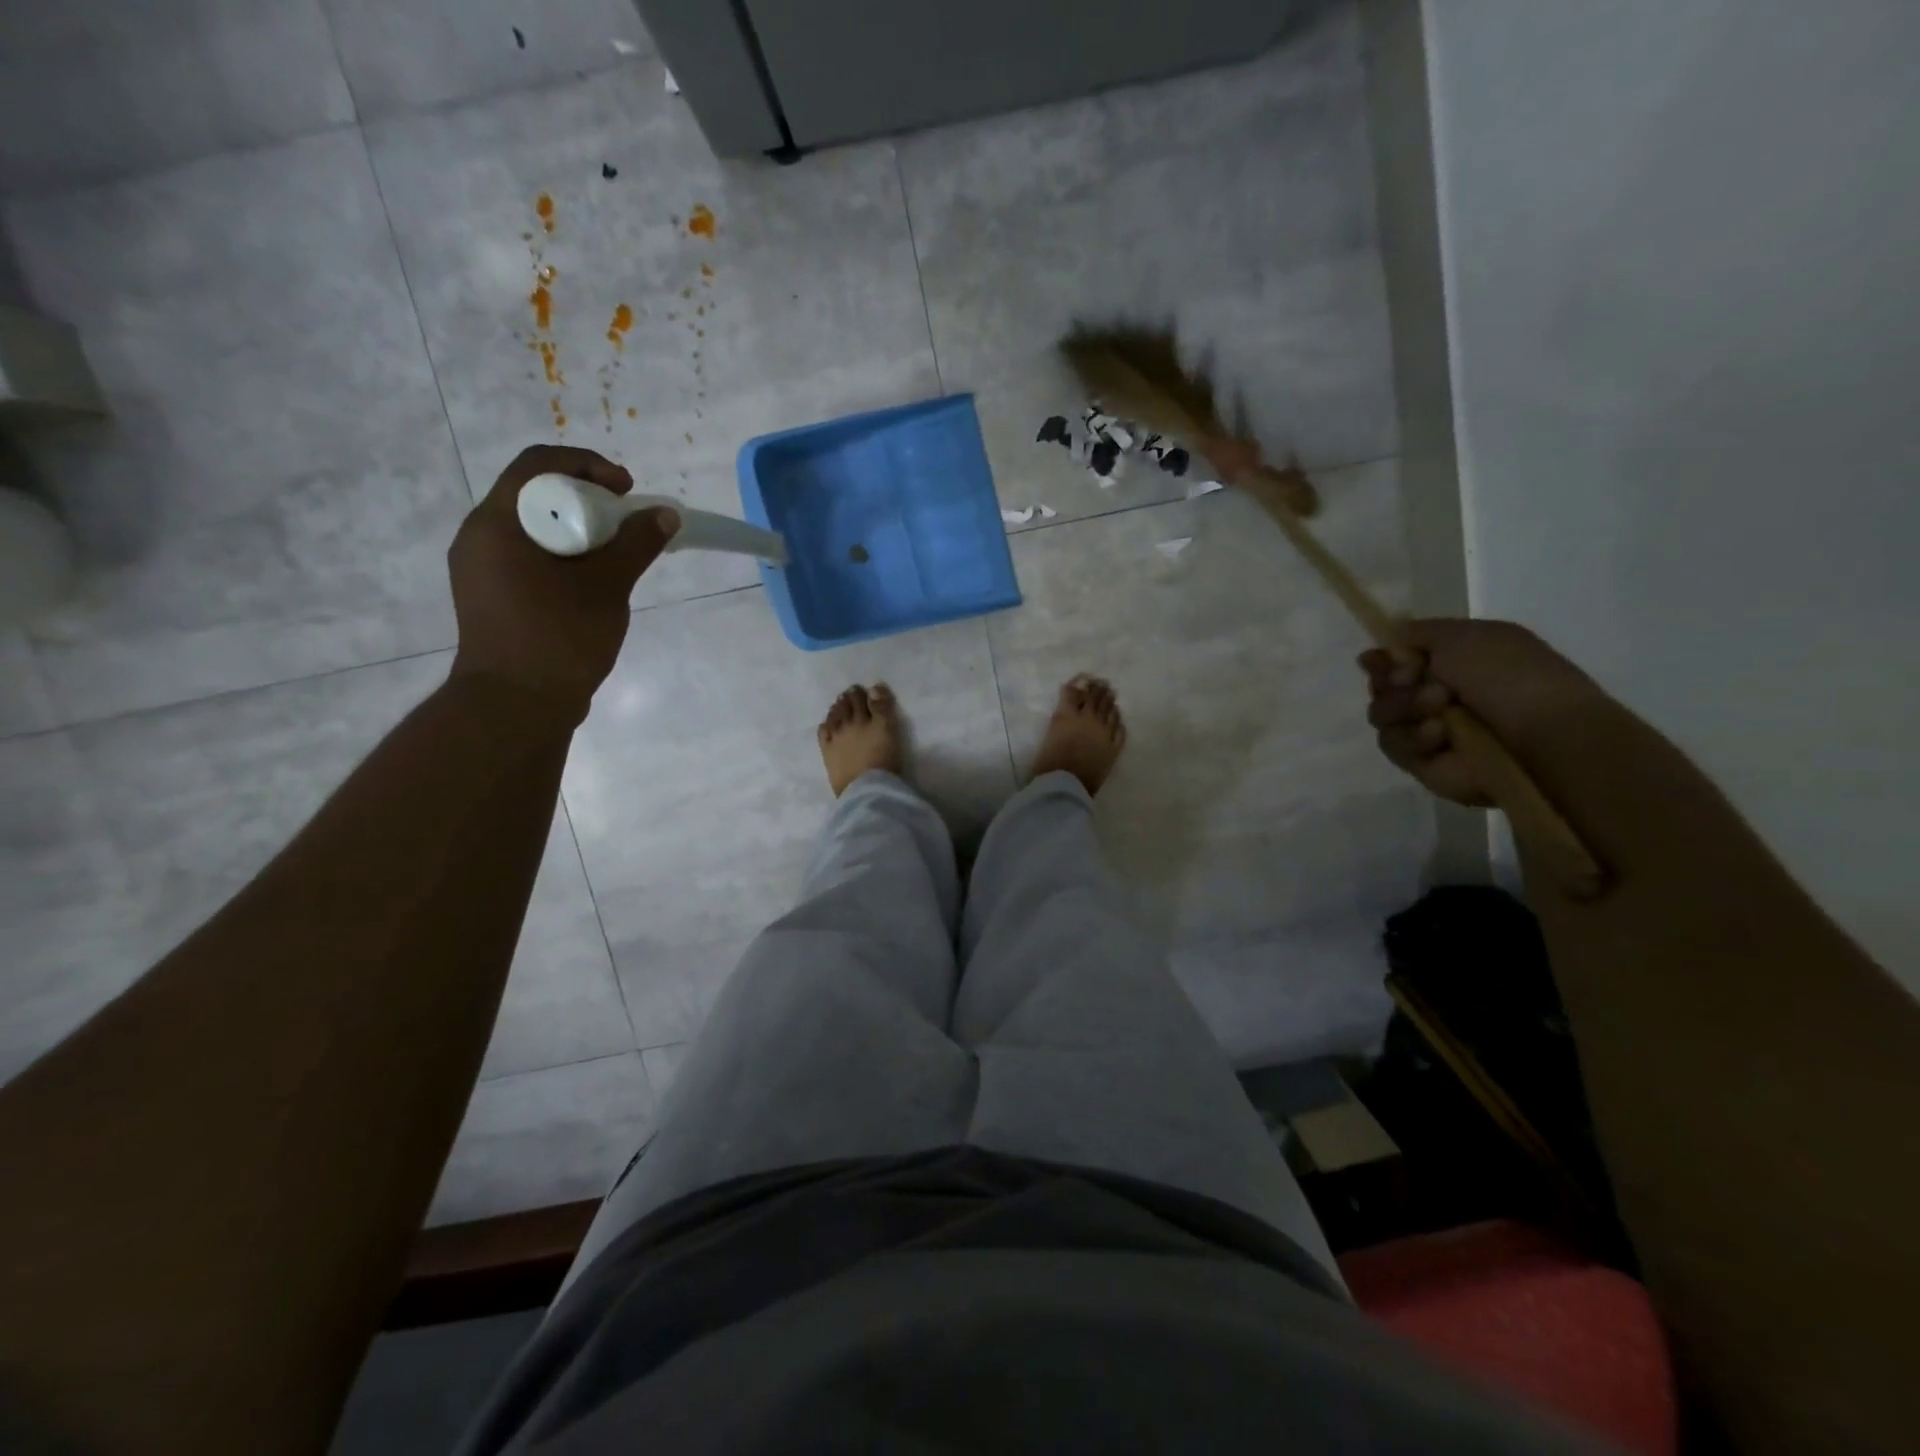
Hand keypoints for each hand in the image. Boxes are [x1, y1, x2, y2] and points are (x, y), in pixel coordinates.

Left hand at [448, 445, 678, 717]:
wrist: (516, 706)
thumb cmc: (559, 638)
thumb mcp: (607, 586)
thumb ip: (636, 544)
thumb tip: (664, 514)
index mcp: (497, 524)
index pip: (537, 465)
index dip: (587, 464)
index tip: (626, 488)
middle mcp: (480, 537)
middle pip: (534, 494)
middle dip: (586, 497)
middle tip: (625, 519)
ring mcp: (481, 569)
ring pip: (533, 527)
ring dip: (577, 528)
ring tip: (615, 551)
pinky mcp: (492, 595)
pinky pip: (529, 556)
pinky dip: (563, 554)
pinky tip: (592, 579)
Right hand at [1361, 619, 1603, 805]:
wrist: (1542, 734)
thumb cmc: (1510, 675)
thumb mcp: (1464, 636)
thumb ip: (1415, 632)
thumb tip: (1382, 644)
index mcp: (1450, 663)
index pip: (1394, 661)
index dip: (1381, 660)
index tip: (1377, 659)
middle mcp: (1434, 695)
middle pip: (1381, 688)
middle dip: (1391, 682)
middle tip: (1412, 680)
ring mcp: (1426, 730)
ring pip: (1381, 715)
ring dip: (1403, 707)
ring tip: (1439, 707)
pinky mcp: (1422, 763)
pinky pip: (1394, 746)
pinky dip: (1414, 737)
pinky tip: (1440, 735)